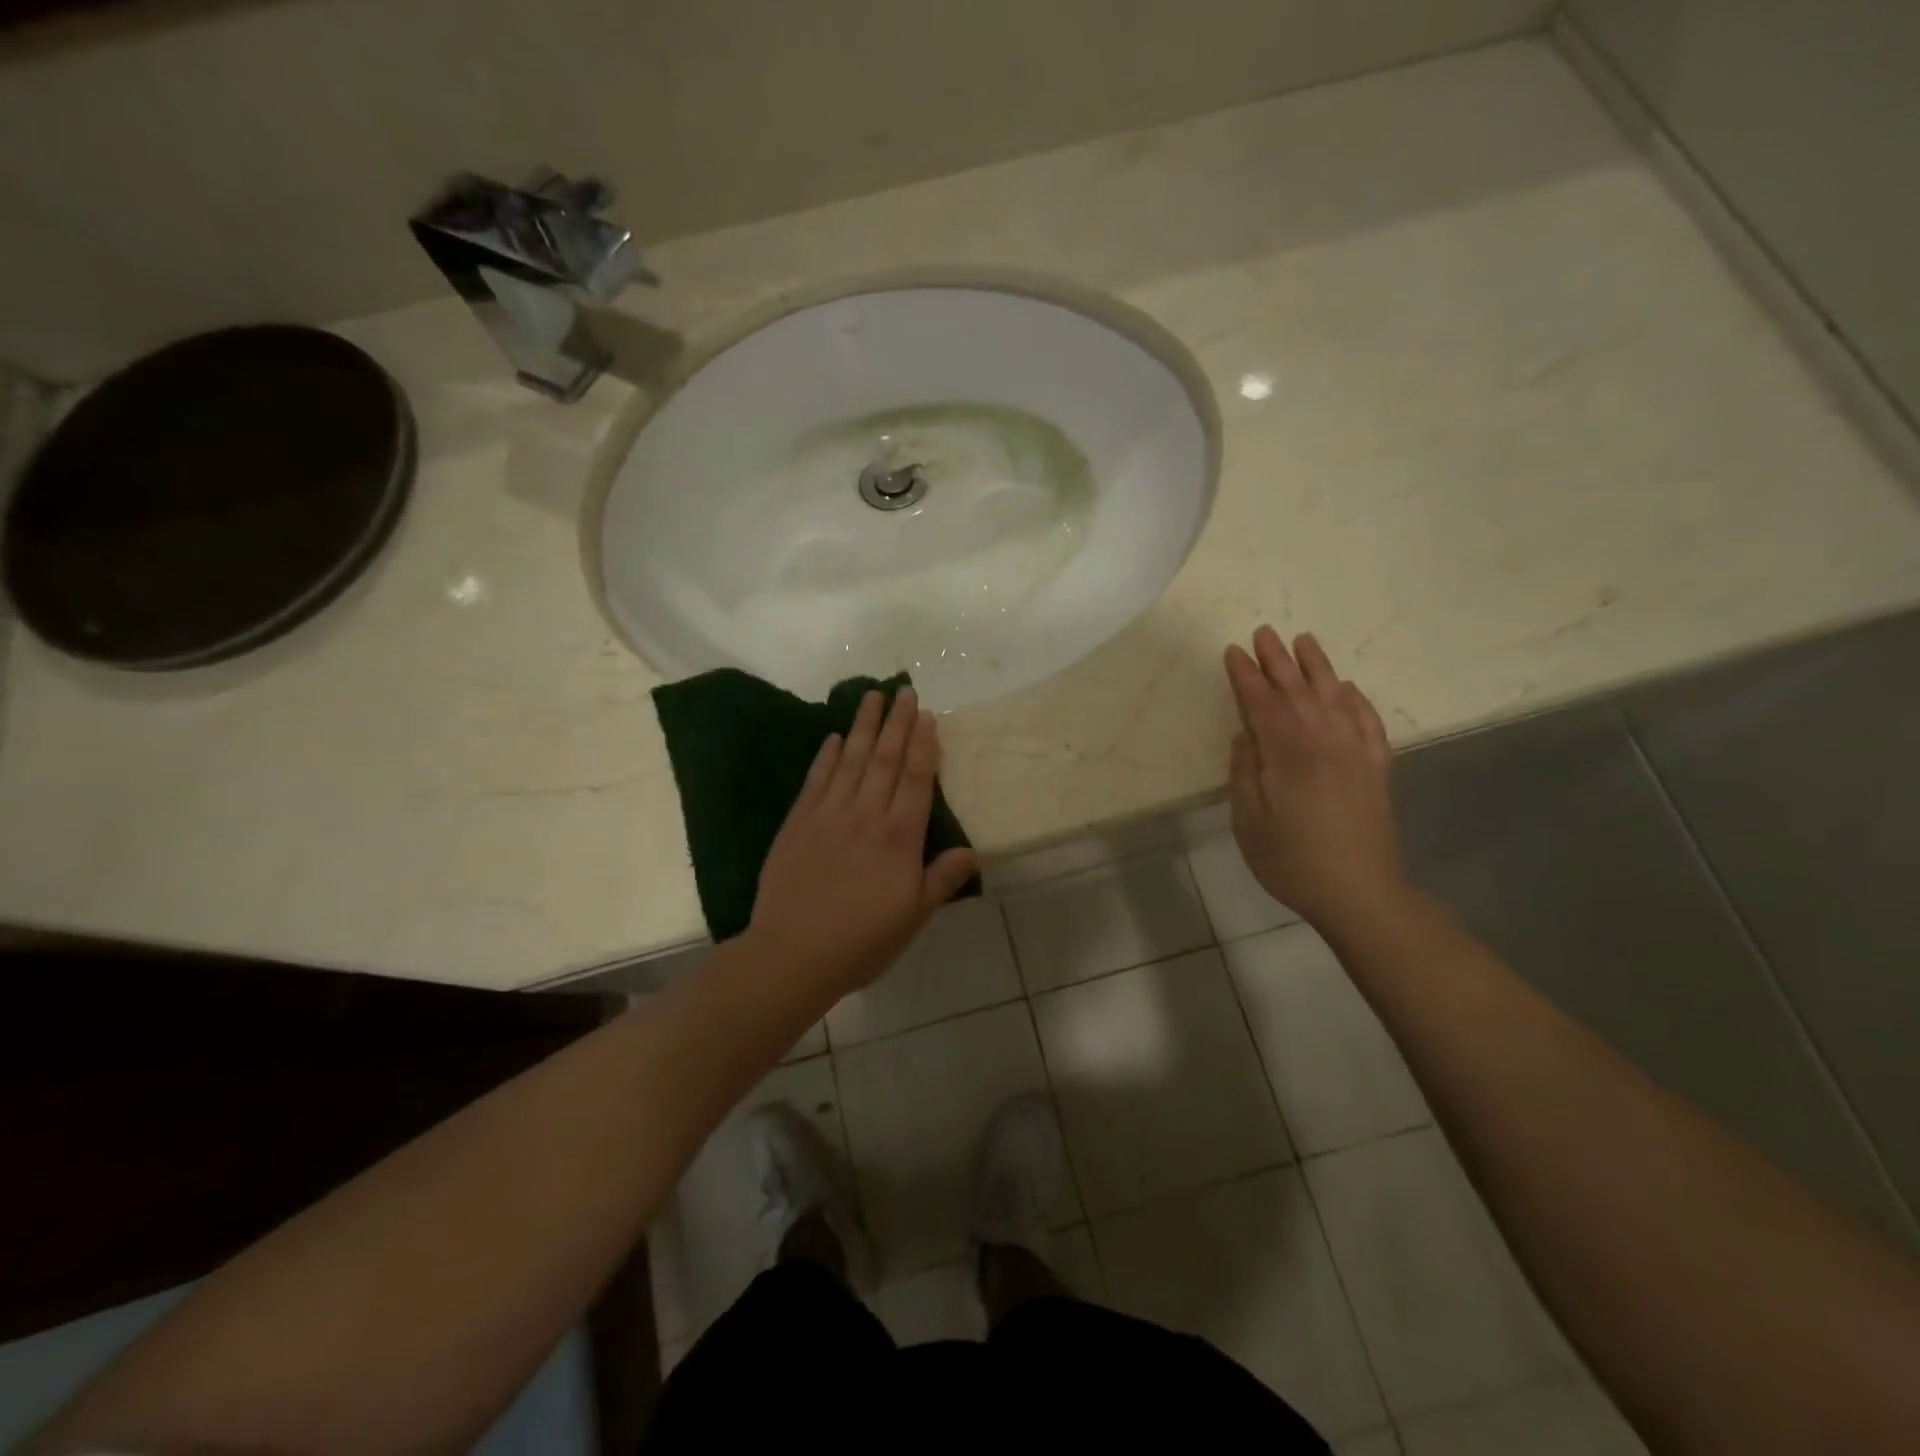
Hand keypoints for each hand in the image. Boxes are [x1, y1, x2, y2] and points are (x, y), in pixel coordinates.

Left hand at [751, 688, 978, 1002]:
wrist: (793, 953)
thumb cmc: (862, 941)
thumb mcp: (914, 917)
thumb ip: (942, 878)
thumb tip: (975, 851)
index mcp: (899, 838)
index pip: (916, 780)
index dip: (923, 745)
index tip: (927, 715)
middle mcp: (867, 815)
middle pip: (886, 759)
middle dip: (897, 723)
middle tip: (904, 690)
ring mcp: (829, 814)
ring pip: (852, 760)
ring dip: (865, 726)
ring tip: (873, 696)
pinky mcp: (799, 822)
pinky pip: (817, 779)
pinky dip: (827, 755)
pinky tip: (835, 736)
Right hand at [1224, 626, 1406, 932]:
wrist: (1360, 893)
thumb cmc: (1292, 861)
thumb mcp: (1249, 822)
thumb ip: (1245, 773)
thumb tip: (1246, 735)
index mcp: (1289, 755)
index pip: (1263, 704)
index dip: (1246, 677)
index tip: (1233, 652)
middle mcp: (1325, 742)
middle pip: (1299, 691)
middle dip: (1278, 661)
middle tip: (1263, 633)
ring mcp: (1356, 753)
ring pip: (1335, 697)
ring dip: (1318, 667)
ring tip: (1304, 641)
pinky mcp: (1377, 768)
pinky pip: (1369, 722)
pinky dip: (1358, 700)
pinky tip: (1348, 688)